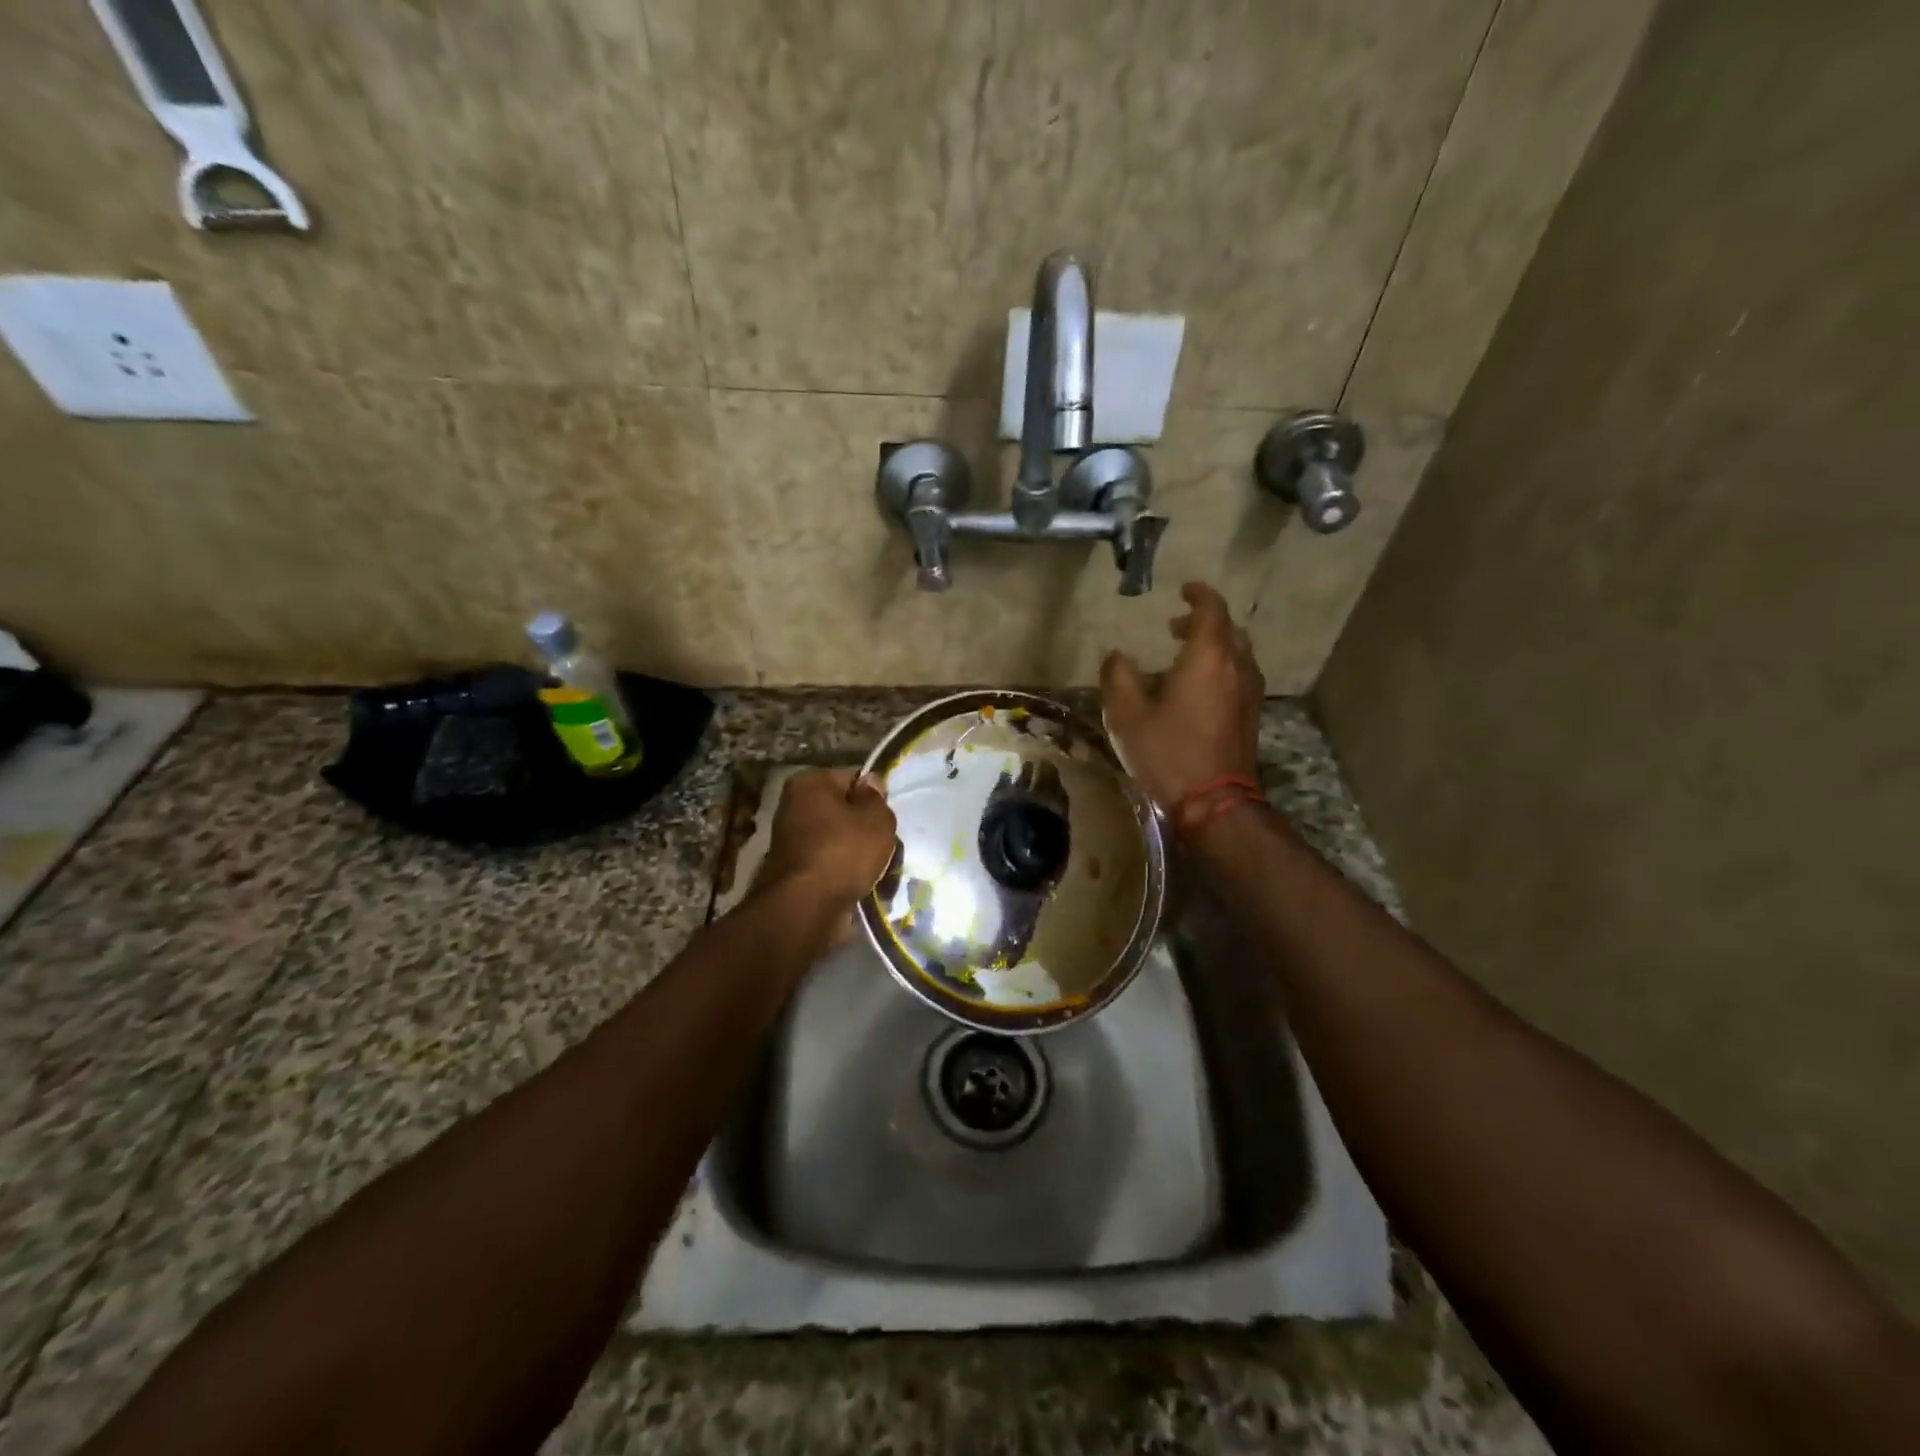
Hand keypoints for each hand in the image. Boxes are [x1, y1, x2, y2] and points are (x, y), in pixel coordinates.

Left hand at [755, 768, 897, 909]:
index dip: (874, 799)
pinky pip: (832, 865)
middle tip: (887, 847)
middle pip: (845, 812)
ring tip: (880, 872)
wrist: (806, 908)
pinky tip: (864, 887)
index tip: (887, 819)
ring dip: (860, 855)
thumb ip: (877, 798)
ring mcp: (792, 842)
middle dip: (867, 830)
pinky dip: (846, 875)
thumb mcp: (876, 819)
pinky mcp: (796, 872)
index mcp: (809, 783)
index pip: (852, 779)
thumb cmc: (843, 852)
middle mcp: (794, 807)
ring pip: (841, 841)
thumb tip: (870, 783)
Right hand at [1100, 581, 1262, 812]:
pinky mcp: (1251, 716)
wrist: (1214, 803)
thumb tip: (1118, 656)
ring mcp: (1249, 693)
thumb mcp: (1127, 715)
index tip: (1183, 589)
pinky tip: (1197, 690)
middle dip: (1203, 622)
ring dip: (1213, 646)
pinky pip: (1239, 676)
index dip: (1198, 594)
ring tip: (1184, 658)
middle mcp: (1237, 667)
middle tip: (1174, 628)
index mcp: (1208, 657)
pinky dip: (1221, 669)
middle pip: (1228, 630)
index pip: (1211, 609)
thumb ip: (1118, 677)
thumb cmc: (1168, 753)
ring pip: (1237, 654)